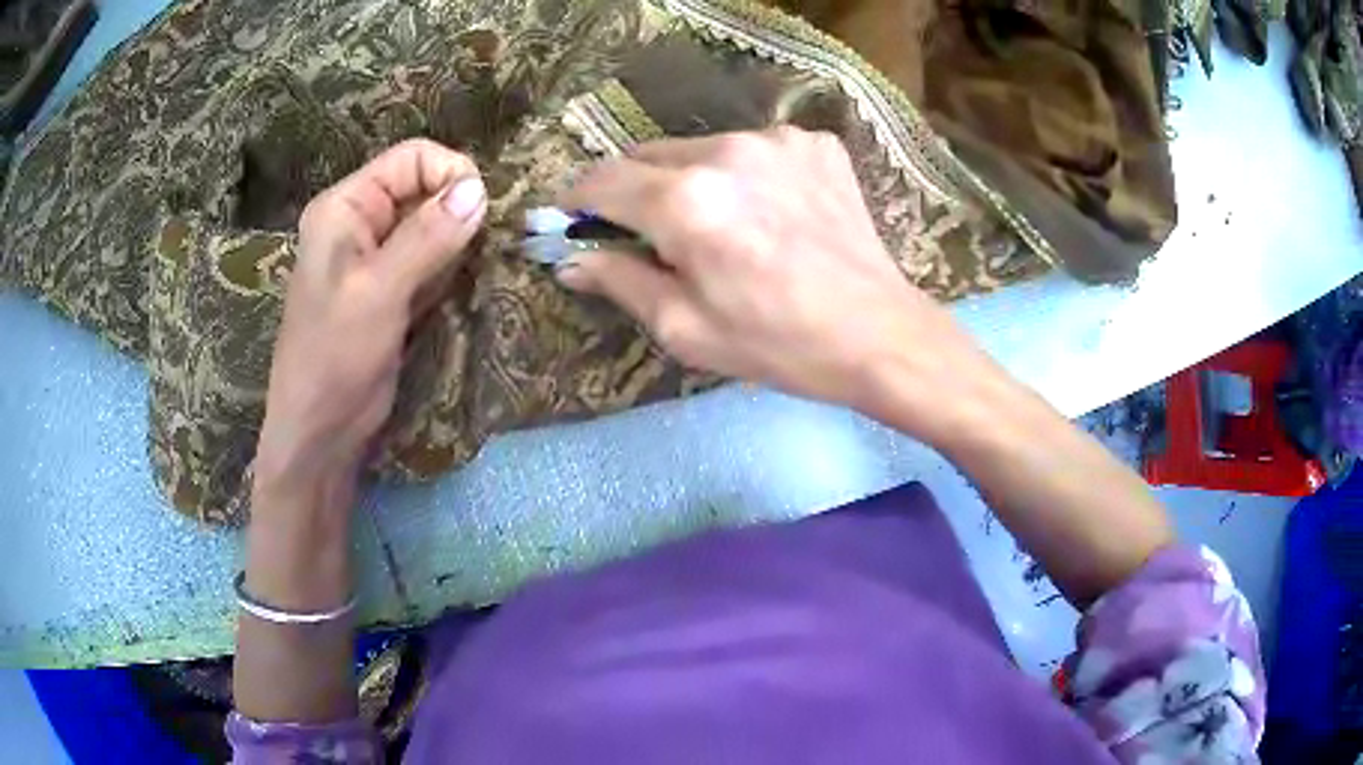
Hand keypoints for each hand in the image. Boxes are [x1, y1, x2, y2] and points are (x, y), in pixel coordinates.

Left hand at [254, 139, 486, 494]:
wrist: (320, 433)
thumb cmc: (335, 359)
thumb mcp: (379, 294)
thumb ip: (427, 237)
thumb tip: (479, 188)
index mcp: (345, 207)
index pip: (411, 158)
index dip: (451, 174)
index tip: (481, 212)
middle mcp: (360, 222)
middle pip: (424, 187)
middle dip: (457, 210)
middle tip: (479, 249)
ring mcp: (375, 257)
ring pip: (432, 224)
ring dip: (458, 242)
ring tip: (469, 272)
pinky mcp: (390, 288)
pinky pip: (430, 259)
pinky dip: (450, 267)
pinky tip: (456, 290)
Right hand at [557, 127, 989, 438]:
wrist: (879, 335)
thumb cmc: (777, 343)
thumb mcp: (685, 327)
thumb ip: (620, 281)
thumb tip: (571, 259)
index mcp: (686, 201)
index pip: (602, 180)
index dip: (578, 200)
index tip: (574, 220)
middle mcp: (727, 151)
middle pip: (647, 157)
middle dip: (633, 191)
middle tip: (645, 233)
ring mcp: (777, 141)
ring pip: (699, 149)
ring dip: (688, 181)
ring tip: (715, 227)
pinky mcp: (814, 144)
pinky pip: (752, 151)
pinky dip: (741, 176)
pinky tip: (765, 213)